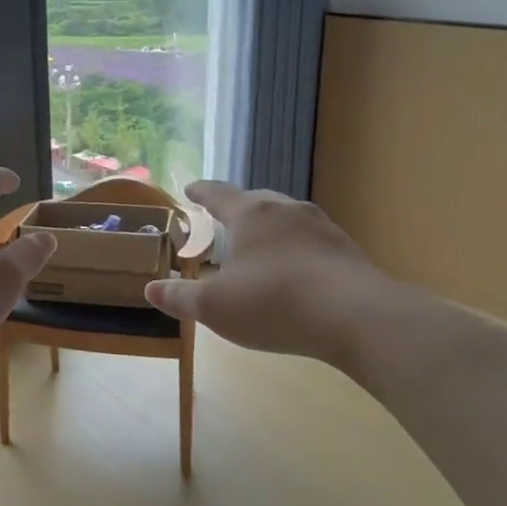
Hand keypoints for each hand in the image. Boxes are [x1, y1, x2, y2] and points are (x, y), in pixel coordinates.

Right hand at [146, 181, 403, 363]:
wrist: (356, 317)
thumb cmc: (273, 302)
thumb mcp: (214, 306)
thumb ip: (180, 297)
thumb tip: (150, 289)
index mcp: (252, 214)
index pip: (219, 194)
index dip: (201, 192)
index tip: (190, 188)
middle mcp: (288, 211)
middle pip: (257, 200)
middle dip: (238, 208)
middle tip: (225, 218)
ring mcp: (323, 229)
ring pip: (289, 220)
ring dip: (271, 229)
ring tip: (260, 245)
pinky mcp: (348, 252)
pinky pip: (312, 243)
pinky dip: (296, 251)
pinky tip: (295, 272)